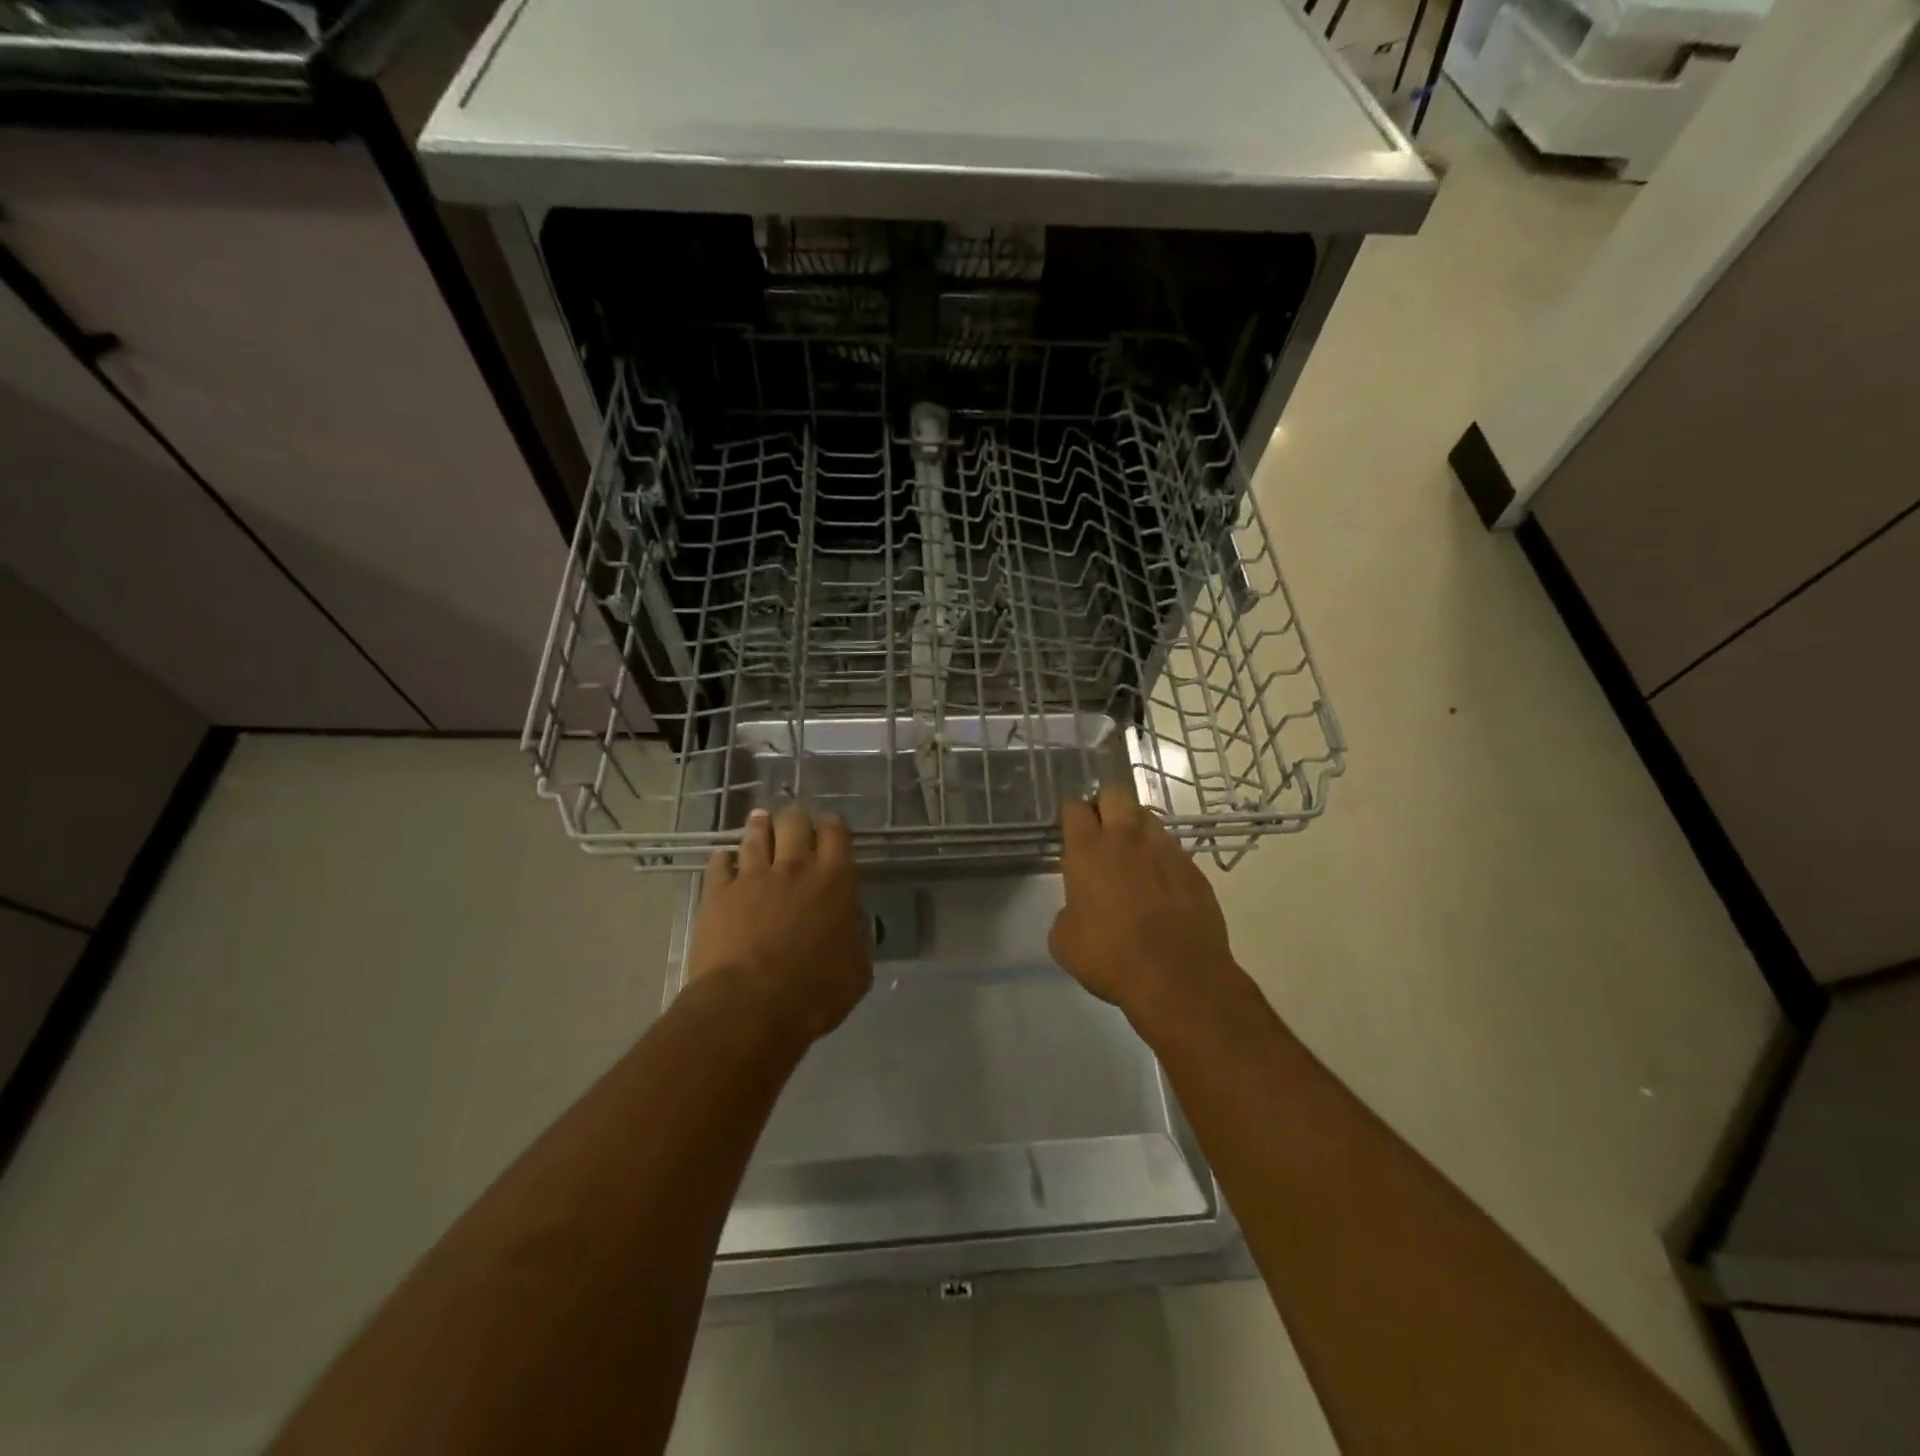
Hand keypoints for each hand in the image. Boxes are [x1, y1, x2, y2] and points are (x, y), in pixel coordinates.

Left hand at [688, 804, 872, 1043]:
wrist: (749, 1005)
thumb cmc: (814, 992)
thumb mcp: (857, 971)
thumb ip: (857, 940)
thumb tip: (852, 926)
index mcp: (834, 880)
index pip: (836, 833)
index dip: (832, 825)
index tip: (830, 826)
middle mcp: (794, 867)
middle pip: (794, 822)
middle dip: (795, 817)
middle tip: (793, 820)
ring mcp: (752, 877)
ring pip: (755, 836)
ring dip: (759, 826)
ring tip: (759, 820)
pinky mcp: (717, 893)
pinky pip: (719, 863)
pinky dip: (723, 858)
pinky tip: (724, 859)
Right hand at [1049, 785, 1245, 1029]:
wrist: (1179, 978)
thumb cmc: (1111, 958)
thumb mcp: (1065, 941)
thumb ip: (1068, 910)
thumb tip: (1079, 907)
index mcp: (1088, 850)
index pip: (1075, 808)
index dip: (1071, 816)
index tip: (1070, 831)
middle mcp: (1127, 838)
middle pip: (1114, 795)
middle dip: (1104, 807)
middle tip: (1100, 835)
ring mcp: (1165, 850)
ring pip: (1147, 817)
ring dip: (1135, 829)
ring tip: (1132, 858)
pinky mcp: (1193, 868)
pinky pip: (1171, 849)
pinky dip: (1161, 859)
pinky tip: (1160, 886)